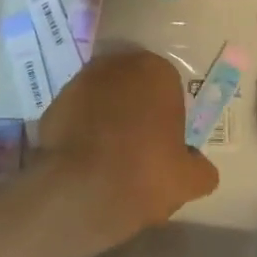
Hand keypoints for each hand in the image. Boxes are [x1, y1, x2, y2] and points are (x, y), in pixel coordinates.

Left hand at [37, 49, 219, 247]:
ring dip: (106, 115)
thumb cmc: (145, 174)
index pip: (168, 85)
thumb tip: (202, 168)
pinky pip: (76, 114)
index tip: (165, 139)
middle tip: (138, 143)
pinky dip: (80, 129)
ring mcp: (81, 81)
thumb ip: (201, 168)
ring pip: (102, 96)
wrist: (81, 190)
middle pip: (132, 84)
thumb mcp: (189, 181)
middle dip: (135, 106)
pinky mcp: (55, 103)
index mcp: (156, 72)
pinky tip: (85, 159)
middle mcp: (118, 65)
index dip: (167, 112)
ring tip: (108, 154)